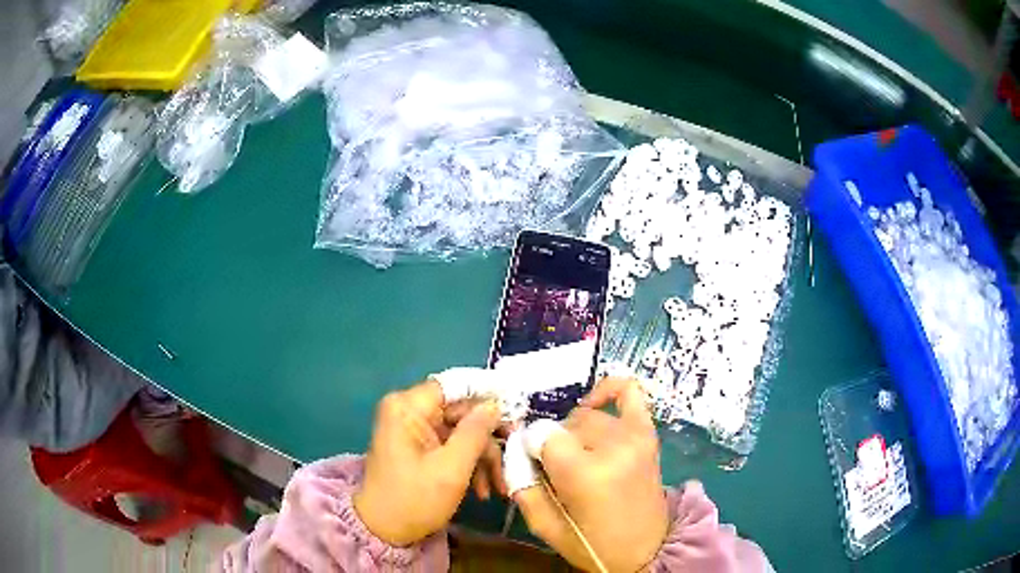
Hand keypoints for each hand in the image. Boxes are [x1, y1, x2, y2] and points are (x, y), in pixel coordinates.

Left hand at [353, 381, 503, 545]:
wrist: (383, 530)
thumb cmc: (414, 500)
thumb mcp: (451, 469)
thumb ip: (475, 433)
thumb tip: (495, 405)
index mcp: (408, 407)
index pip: (455, 385)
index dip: (487, 394)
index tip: (518, 409)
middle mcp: (409, 411)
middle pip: (461, 412)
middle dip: (489, 439)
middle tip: (514, 458)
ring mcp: (414, 430)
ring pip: (461, 432)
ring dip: (483, 458)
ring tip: (498, 487)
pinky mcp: (419, 447)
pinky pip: (452, 446)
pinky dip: (469, 465)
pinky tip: (482, 490)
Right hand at [515, 377, 668, 571]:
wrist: (647, 549)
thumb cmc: (594, 544)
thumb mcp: (545, 527)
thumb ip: (522, 486)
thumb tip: (515, 450)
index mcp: (586, 474)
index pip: (543, 435)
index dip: (533, 450)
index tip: (538, 468)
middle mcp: (613, 447)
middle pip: (564, 425)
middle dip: (554, 445)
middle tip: (559, 472)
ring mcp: (635, 436)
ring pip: (586, 415)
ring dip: (575, 432)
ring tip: (580, 457)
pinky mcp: (647, 433)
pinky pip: (628, 390)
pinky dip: (608, 389)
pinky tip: (593, 404)